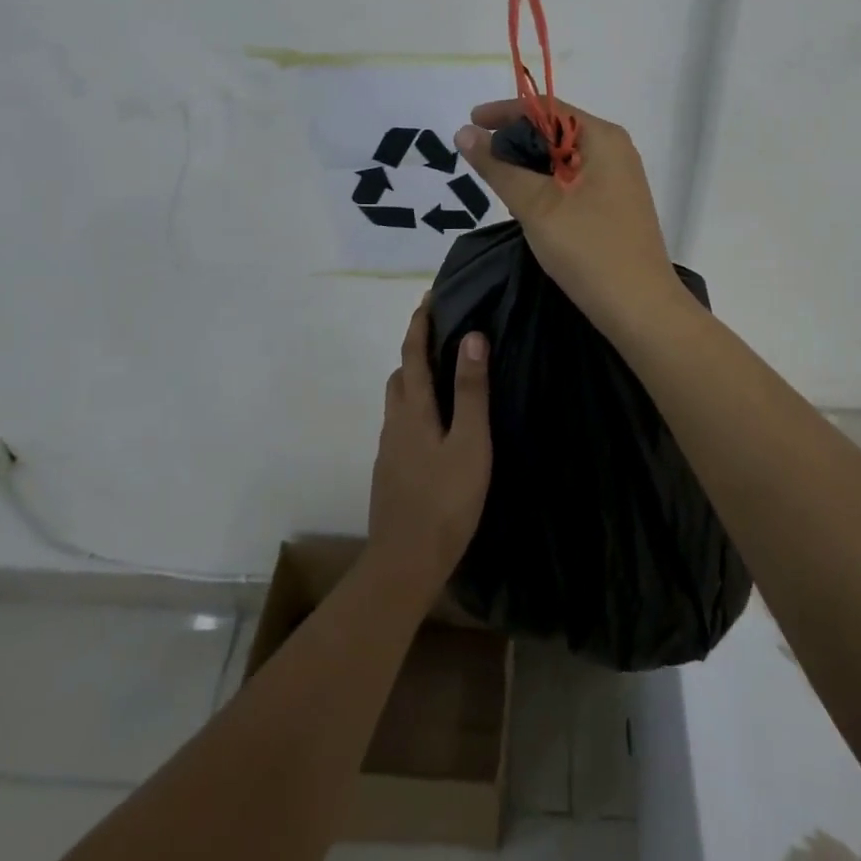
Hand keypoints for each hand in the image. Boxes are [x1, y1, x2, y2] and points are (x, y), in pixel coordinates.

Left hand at [366, 298, 491, 609]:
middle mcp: (395, 422)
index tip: (427, 297)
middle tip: (439, 336)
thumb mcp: (470, 443)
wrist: (405, 562)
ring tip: (440, 377)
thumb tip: (471, 337)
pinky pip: (400, 424)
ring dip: (414, 379)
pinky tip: (433, 427)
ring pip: (398, 401)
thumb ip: (471, 391)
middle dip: (415, 349)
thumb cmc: (446, 500)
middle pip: (401, 375)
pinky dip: (414, 408)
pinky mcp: (390, 472)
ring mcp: (389, 450)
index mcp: (414, 409)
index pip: (414, 353)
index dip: (419, 323)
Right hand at [455, 98, 688, 338]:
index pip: (546, 108)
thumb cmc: (589, 250)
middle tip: (479, 158)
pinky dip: (546, 183)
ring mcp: (618, 178)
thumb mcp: (536, 206)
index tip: (470, 122)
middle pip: (556, 129)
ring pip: (563, 157)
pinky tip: (526, 203)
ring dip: (529, 164)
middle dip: (515, 139)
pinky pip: (573, 179)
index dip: (505, 112)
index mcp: (602, 138)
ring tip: (496, 180)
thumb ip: (498, 167)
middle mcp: (614, 150)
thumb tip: (464, 132)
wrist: (641, 310)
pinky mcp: (615, 204)